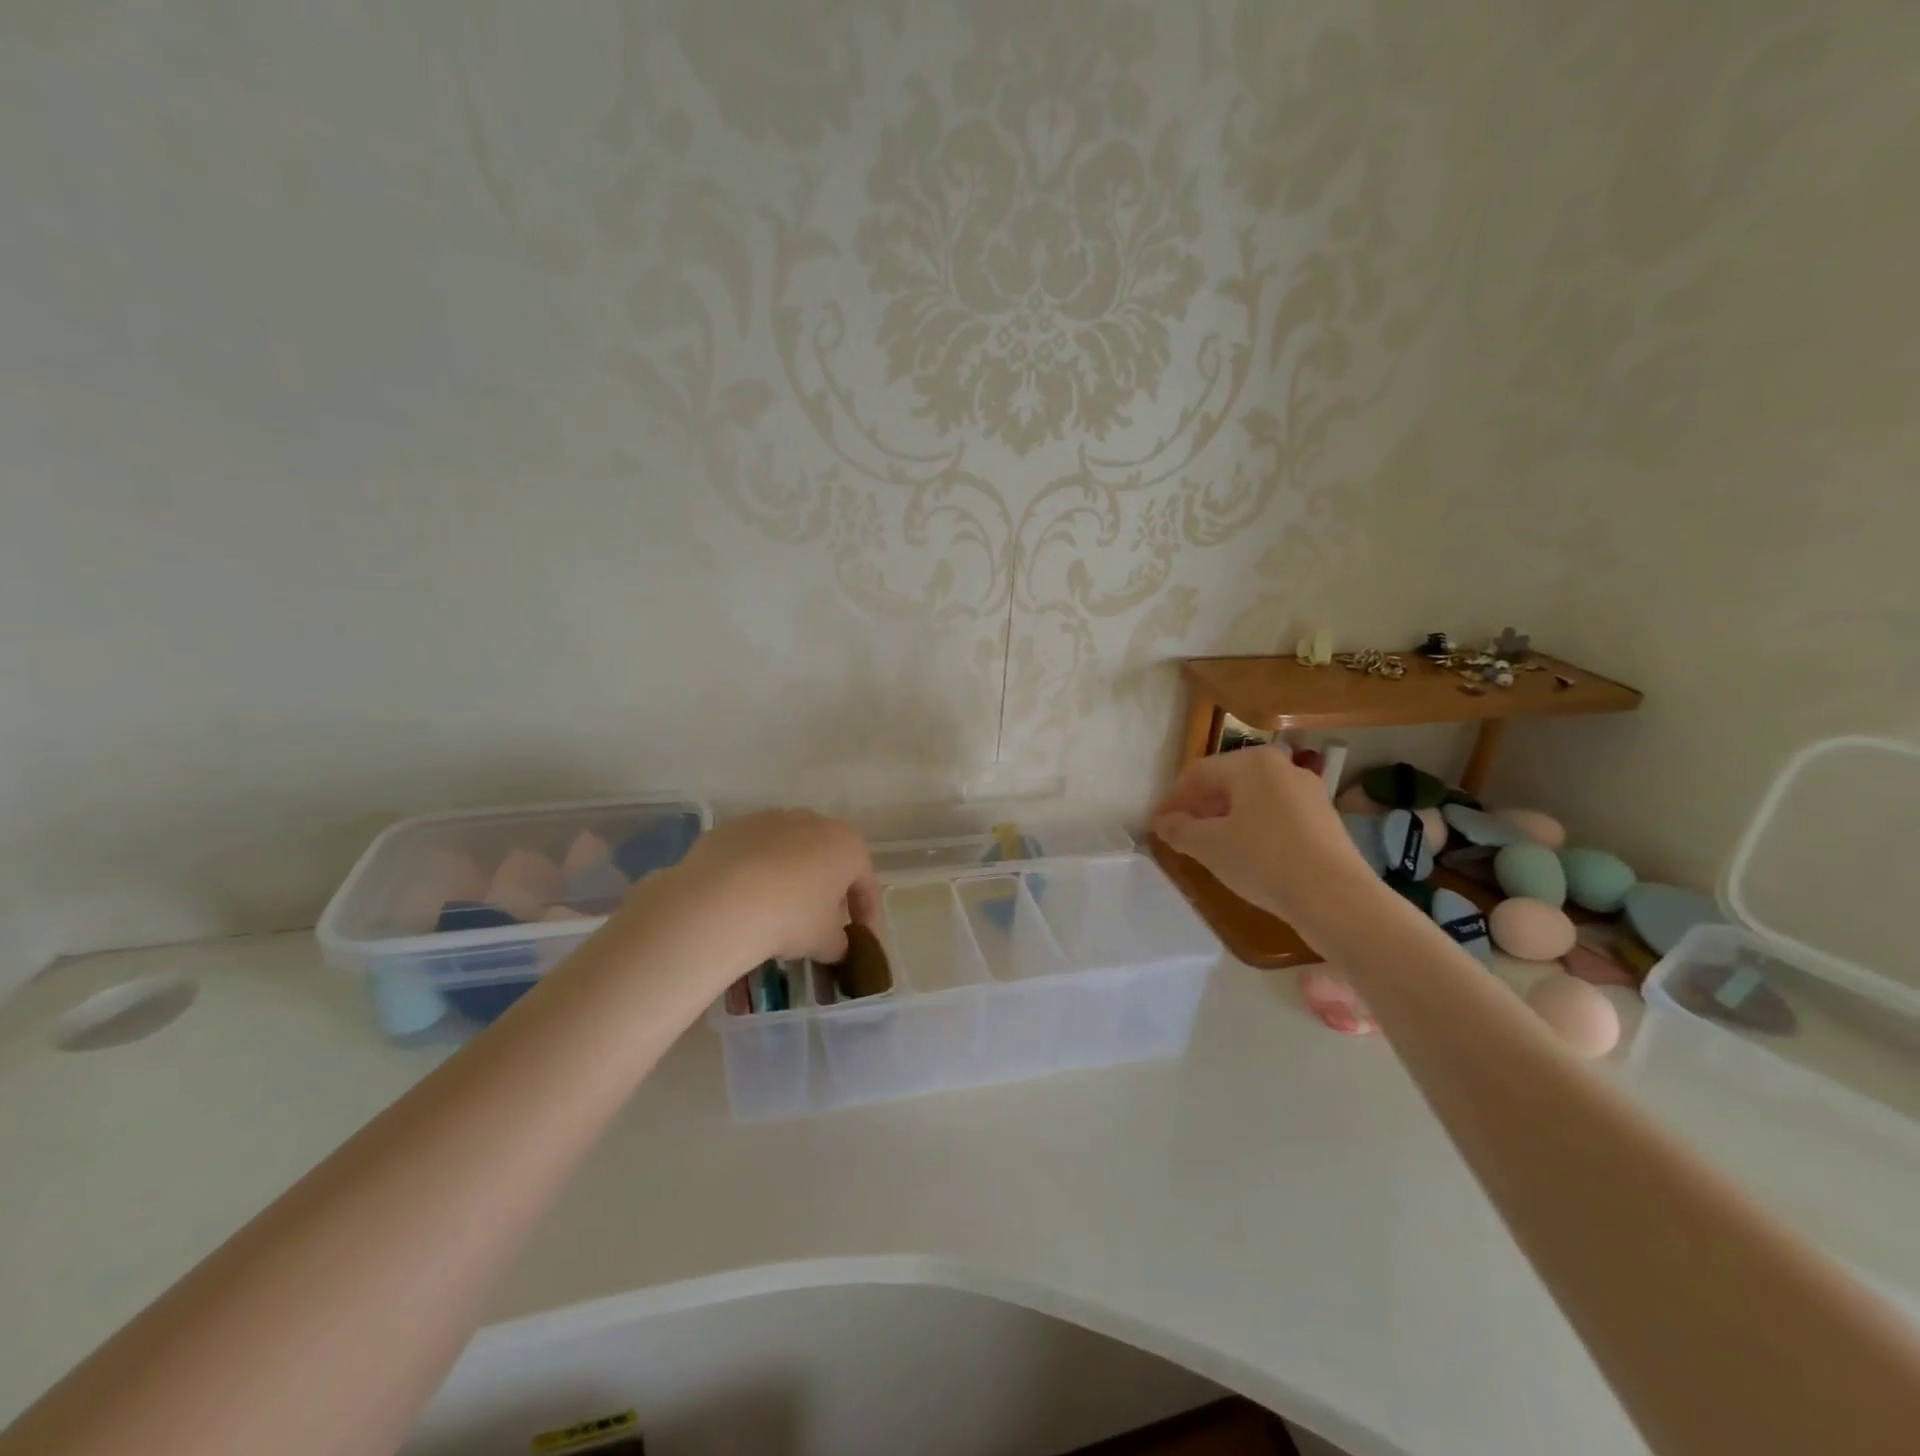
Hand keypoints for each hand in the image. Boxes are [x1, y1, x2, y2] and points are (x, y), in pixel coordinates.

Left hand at [656, 809, 878, 967]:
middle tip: (820, 923)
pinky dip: (755, 873)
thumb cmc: (790, 917)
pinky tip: (744, 900)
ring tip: (777, 910)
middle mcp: (812, 821)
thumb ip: (839, 943)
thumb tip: (836, 946)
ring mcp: (770, 820)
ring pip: (789, 851)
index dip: (866, 913)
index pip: (866, 882)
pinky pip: (754, 853)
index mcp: (847, 844)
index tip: (860, 938)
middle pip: (828, 858)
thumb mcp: (824, 941)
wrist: (720, 901)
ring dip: (790, 877)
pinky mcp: (733, 828)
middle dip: (827, 889)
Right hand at [1152, 747, 1373, 922]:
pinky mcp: (1323, 820)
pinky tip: (1244, 855)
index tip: (1156, 825)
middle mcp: (1282, 767)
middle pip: (1226, 782)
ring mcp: (1308, 792)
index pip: (1198, 773)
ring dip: (1224, 819)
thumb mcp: (1209, 846)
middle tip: (1179, 835)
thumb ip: (1179, 829)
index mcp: (1252, 763)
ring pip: (1252, 799)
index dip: (1172, 799)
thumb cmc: (1263, 860)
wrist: (1336, 898)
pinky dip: (1251, 828)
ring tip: (1208, 847)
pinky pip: (1274, 815)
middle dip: (1199, 808)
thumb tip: (1163, 822)